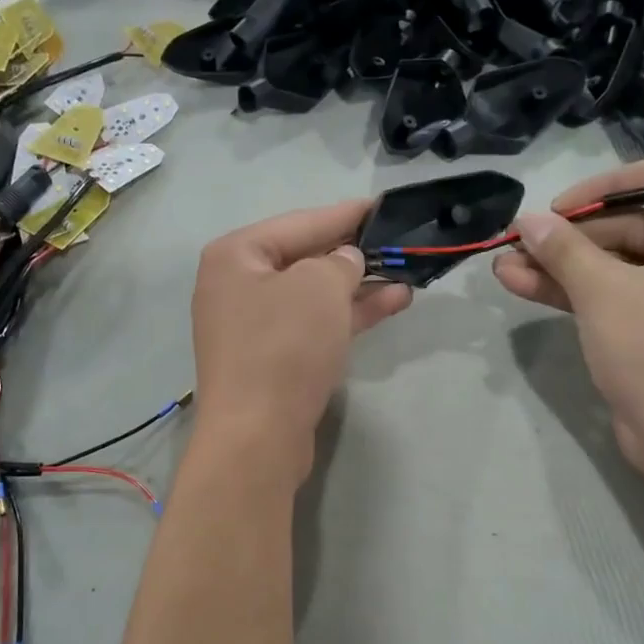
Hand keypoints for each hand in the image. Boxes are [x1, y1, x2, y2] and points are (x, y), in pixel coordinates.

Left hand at [192, 200, 410, 474]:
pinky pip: (313, 324)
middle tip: (398, 242)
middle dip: (353, 253)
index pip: (300, 222)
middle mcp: (237, 285)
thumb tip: (345, 261)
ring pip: (313, 295)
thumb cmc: (284, 347)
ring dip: (358, 286)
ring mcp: (252, 326)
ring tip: (407, 275)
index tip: (383, 206)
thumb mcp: (319, 287)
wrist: (257, 437)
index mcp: (236, 255)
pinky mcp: (271, 359)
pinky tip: (391, 303)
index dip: (345, 214)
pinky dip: (348, 315)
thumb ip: (339, 262)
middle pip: (304, 258)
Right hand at [493, 159, 643, 472]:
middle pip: (630, 225)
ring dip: (560, 266)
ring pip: (615, 265)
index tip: (557, 209)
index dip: (601, 188)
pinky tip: (520, 285)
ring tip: (504, 265)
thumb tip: (527, 219)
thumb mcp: (604, 290)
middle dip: (567, 238)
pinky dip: (573, 292)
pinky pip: (616, 295)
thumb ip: (563, 248)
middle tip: (516, 243)